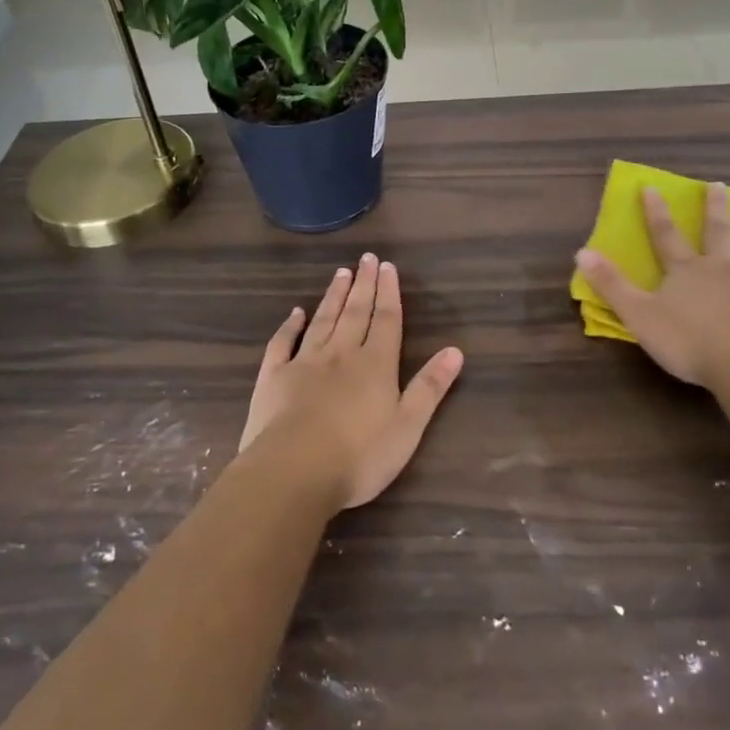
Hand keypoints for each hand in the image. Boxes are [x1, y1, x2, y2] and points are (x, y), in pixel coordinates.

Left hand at [239, 254, 463, 510]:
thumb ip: (430, 387)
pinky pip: (282, 343)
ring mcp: (305, 363)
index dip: (389, 293)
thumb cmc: (359, 456)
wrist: (293, 471)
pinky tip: (295, 313)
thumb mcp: (407, 427)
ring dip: (333, 296)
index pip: (386, 320)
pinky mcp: (274, 378)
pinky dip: (289, 326)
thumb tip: (456, 350)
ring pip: (323, 321)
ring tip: (341, 272)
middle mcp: (341, 354)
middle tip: (367, 258)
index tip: (387, 266)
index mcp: (375, 365)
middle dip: (364, 284)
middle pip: (356, 312)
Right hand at [575, 184, 729, 389]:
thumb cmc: (688, 341)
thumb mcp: (638, 315)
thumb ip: (611, 284)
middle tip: (718, 185)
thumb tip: (581, 252)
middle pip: (717, 232)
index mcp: (686, 271)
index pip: (666, 235)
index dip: (656, 212)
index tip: (651, 187)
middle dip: (714, 208)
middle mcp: (722, 267)